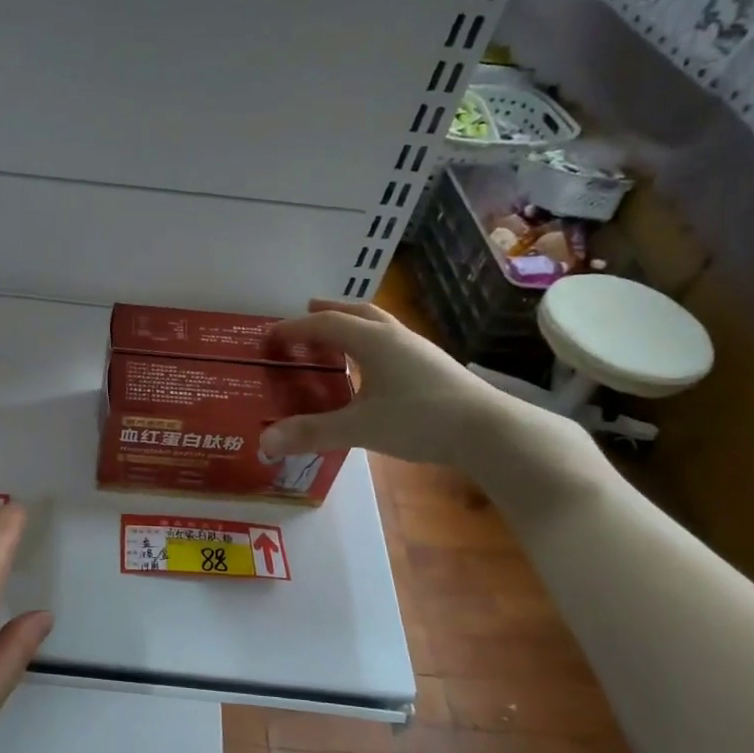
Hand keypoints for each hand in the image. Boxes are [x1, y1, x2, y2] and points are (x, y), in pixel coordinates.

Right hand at [259, 298, 567, 472]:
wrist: (489, 431)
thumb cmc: (420, 420)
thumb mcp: (359, 428)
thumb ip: (311, 432)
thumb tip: (264, 441)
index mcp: (373, 341)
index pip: (325, 324)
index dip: (294, 328)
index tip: (270, 336)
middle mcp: (395, 337)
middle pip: (357, 312)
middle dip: (329, 310)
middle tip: (307, 311)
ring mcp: (419, 350)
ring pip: (380, 325)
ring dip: (353, 324)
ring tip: (337, 336)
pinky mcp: (433, 367)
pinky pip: (393, 343)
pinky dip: (372, 344)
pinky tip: (372, 368)